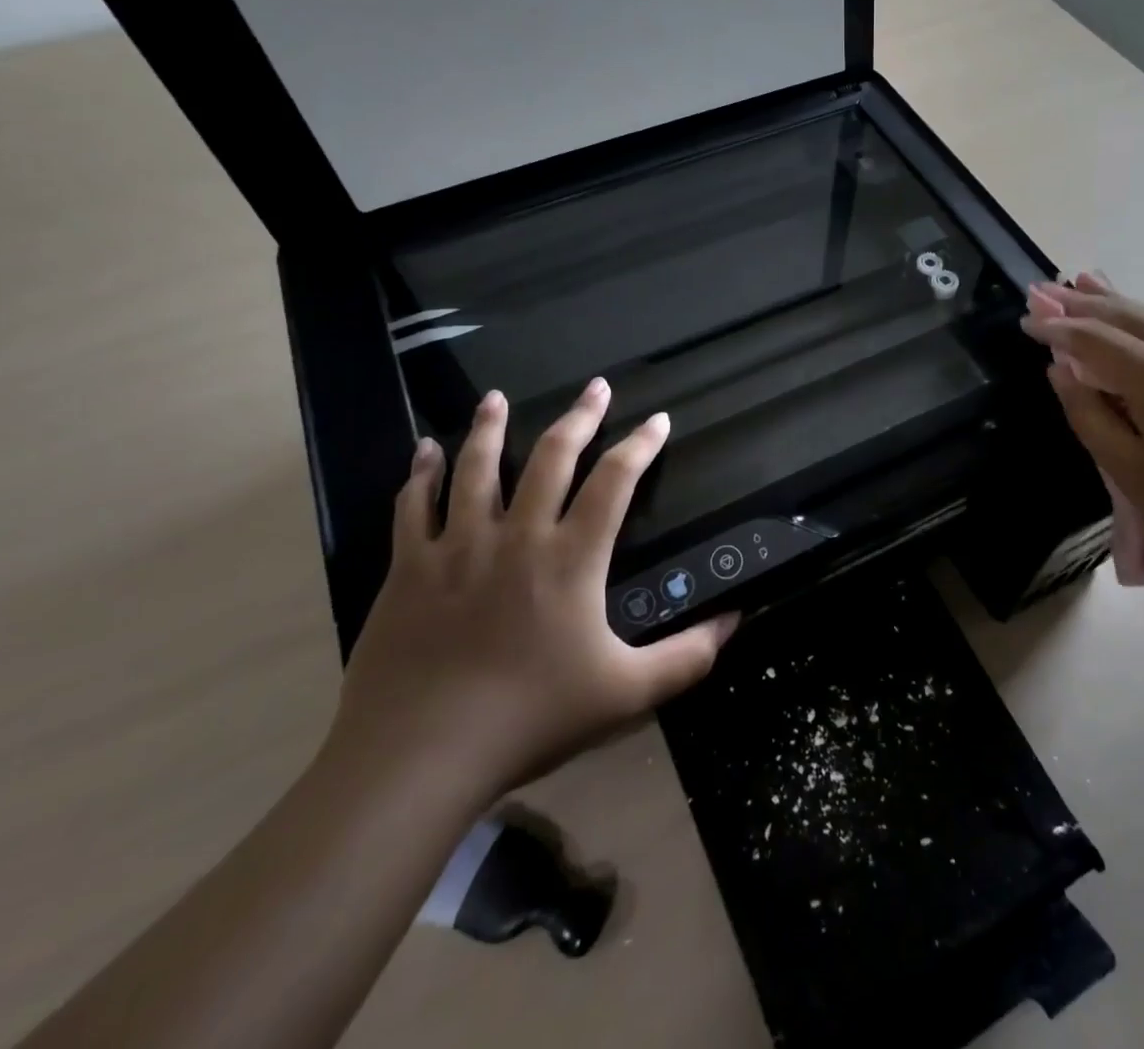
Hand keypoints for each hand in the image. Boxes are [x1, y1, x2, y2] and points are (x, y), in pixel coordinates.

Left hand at [324, 382, 736, 806]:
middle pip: (552, 457)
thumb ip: (687, 657)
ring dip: (490, 427)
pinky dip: (420, 473)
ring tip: (497, 397)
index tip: (658, 420)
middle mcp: (517, 536)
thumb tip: (736, 620)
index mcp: (571, 558)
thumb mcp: (626, 694)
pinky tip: (425, 449)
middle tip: (595, 386)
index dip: (640, 445)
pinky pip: (413, 506)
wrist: (419, 757)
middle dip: (579, 417)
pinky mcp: (407, 569)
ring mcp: (456, 547)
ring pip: (477, 468)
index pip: (615, 481)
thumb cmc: (531, 719)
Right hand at [1029, 273, 1143, 585]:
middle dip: (1078, 301)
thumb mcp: (1128, 469)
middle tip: (1042, 289)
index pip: (1092, 339)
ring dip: (1110, 299)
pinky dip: (1139, 315)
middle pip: (1122, 314)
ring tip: (1080, 282)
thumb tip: (1059, 370)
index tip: (1025, 320)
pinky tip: (1128, 312)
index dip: (1055, 327)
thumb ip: (1088, 414)